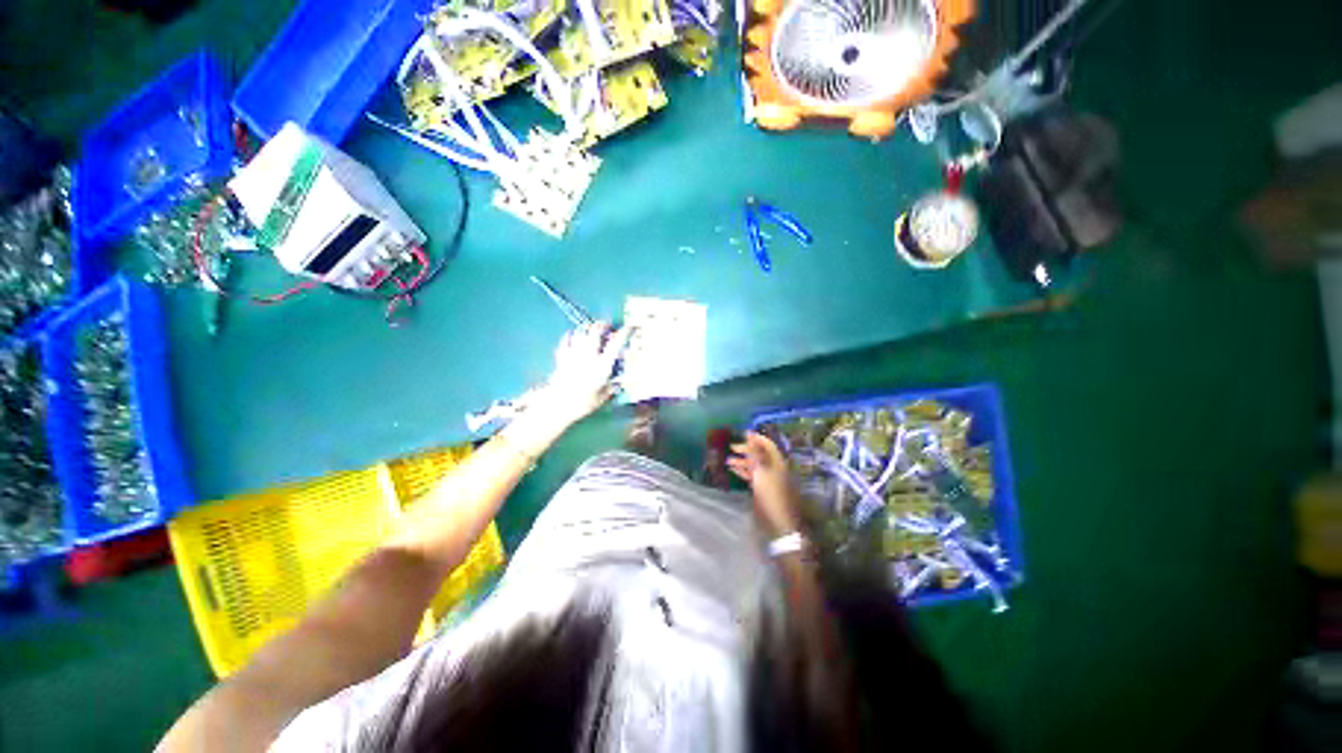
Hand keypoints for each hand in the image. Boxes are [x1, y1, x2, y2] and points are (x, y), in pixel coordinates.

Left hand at [529, 321, 632, 428]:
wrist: (557, 405)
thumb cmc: (583, 403)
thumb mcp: (603, 397)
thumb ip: (611, 387)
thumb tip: (618, 382)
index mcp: (602, 365)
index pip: (616, 343)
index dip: (624, 333)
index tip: (630, 327)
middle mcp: (589, 355)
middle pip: (595, 331)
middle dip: (602, 325)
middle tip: (607, 325)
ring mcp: (574, 354)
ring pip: (581, 332)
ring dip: (587, 329)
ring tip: (591, 330)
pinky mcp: (562, 357)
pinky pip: (566, 340)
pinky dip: (570, 336)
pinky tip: (572, 336)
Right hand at [729, 432, 801, 537]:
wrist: (777, 521)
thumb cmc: (770, 494)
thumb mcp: (761, 471)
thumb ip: (754, 453)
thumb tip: (750, 434)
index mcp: (777, 462)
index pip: (767, 444)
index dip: (756, 438)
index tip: (742, 433)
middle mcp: (773, 468)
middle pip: (760, 454)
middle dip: (747, 449)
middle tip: (732, 447)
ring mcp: (768, 479)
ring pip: (754, 465)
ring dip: (742, 461)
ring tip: (728, 460)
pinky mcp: (763, 488)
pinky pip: (752, 475)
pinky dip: (743, 471)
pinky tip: (733, 470)